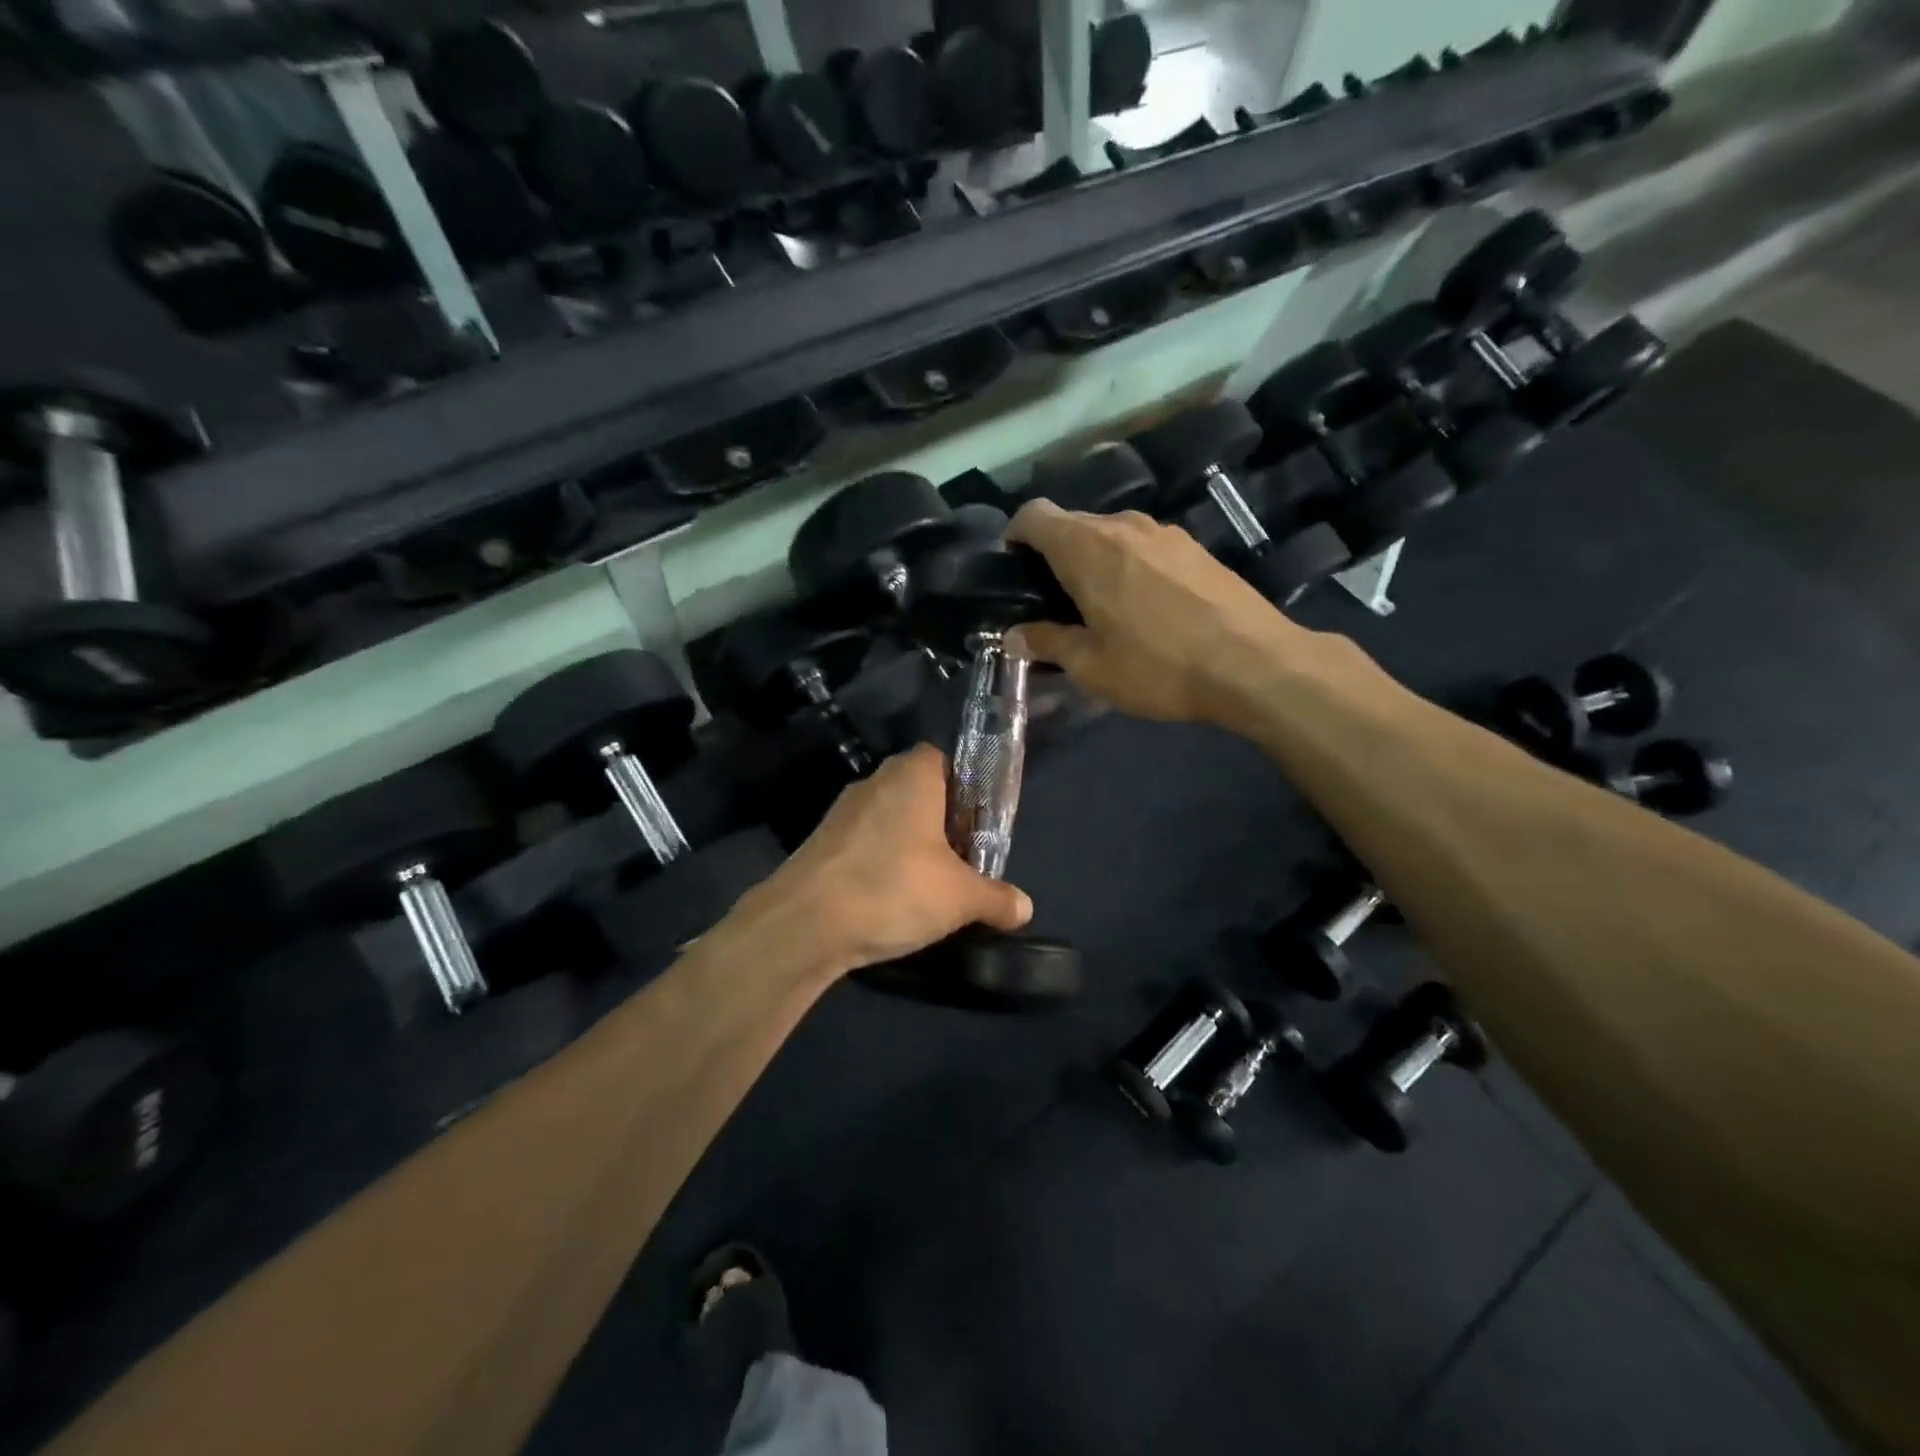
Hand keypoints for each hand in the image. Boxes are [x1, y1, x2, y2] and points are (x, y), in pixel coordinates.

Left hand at [736, 746, 1031, 979]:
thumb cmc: (893, 888)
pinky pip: (864, 843)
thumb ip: (996, 898)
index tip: (980, 825)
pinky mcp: (820, 843)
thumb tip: (1024, 908)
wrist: (804, 924)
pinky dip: (881, 863)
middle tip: (963, 858)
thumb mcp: (959, 898)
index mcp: (912, 775)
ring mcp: (842, 812)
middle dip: (942, 822)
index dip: (967, 789)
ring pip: (890, 819)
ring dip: (910, 844)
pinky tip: (889, 899)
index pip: (946, 760)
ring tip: (929, 885)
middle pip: (919, 791)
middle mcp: (875, 781)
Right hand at [1006, 499, 1311, 726]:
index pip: (1034, 515)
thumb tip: (1016, 635)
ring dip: (1095, 560)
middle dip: (1054, 555)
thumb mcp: (1092, 667)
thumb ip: (1048, 643)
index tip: (1015, 570)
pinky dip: (1130, 565)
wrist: (1254, 663)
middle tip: (1055, 603)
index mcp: (1086, 547)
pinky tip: (1145, 607)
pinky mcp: (1195, 546)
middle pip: (1072, 523)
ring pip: (1111, 534)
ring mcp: (1164, 532)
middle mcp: (1122, 524)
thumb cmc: (1159, 666)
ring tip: (1102, 607)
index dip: (1015, 536)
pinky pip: (1144, 546)